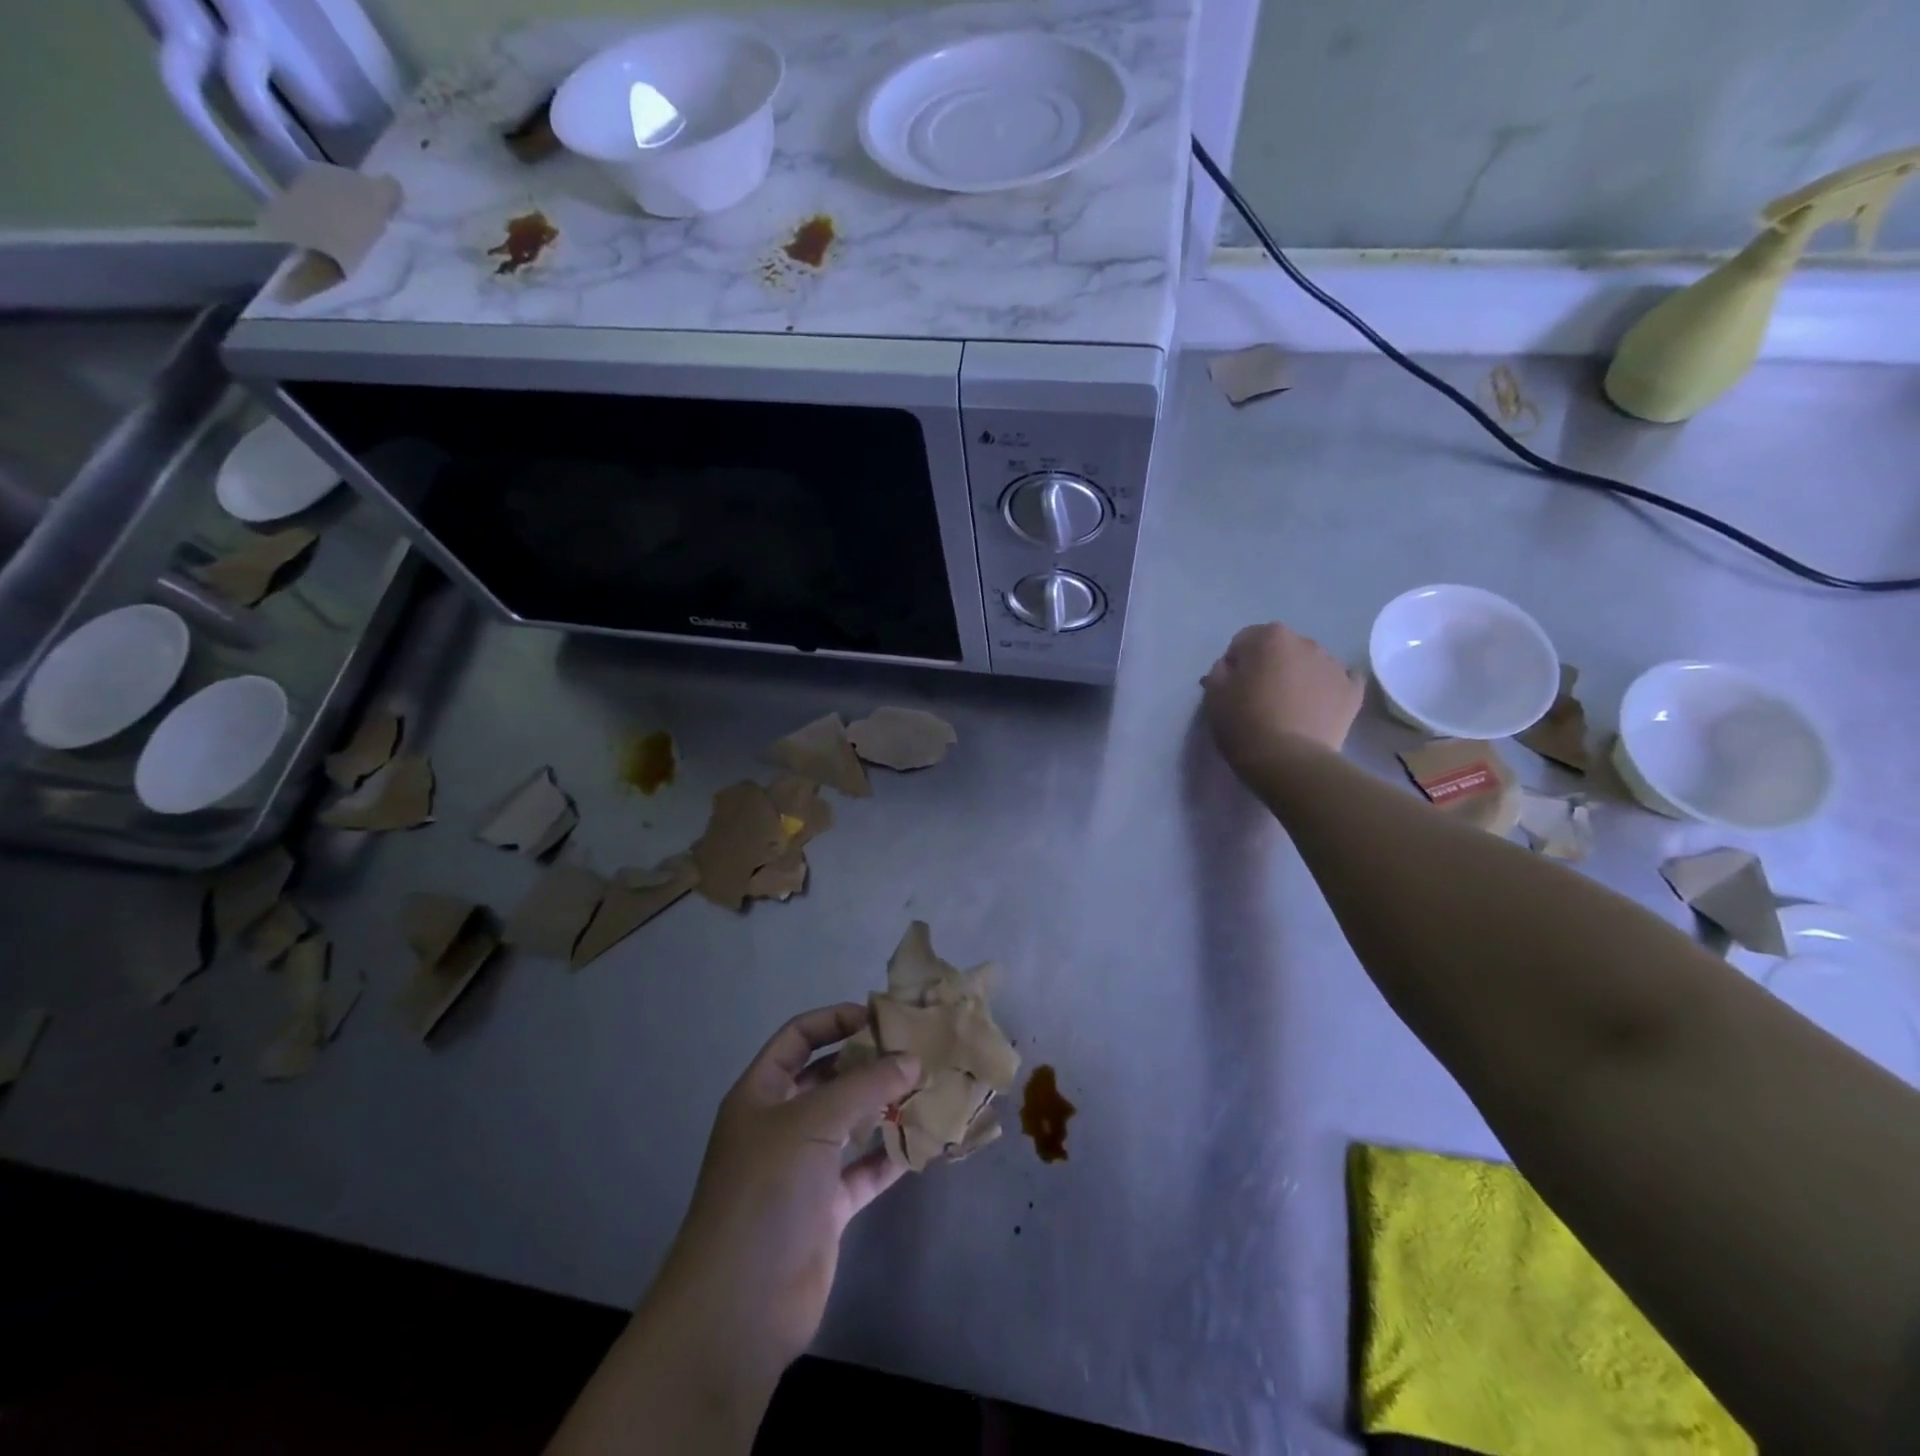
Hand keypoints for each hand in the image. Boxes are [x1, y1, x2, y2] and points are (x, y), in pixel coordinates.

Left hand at [646, 1005, 918, 1383]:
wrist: (741, 1304)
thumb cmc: (767, 1190)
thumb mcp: (813, 1121)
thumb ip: (866, 1085)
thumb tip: (913, 1060)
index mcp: (761, 1093)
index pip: (798, 1037)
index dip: (834, 1020)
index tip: (879, 1017)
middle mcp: (780, 1124)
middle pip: (827, 1078)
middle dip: (868, 1063)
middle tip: (916, 1051)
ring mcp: (802, 1168)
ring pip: (849, 1123)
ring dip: (884, 1107)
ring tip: (928, 1089)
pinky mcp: (825, 1208)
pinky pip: (863, 1170)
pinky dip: (890, 1155)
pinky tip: (925, 1141)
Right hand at [1202, 622, 1362, 777]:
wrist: (1289, 760)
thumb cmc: (1244, 723)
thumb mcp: (1213, 694)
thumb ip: (1219, 671)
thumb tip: (1231, 667)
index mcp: (1270, 637)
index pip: (1243, 641)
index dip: (1235, 665)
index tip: (1232, 689)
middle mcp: (1306, 642)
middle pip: (1280, 649)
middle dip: (1270, 666)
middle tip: (1260, 698)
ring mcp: (1334, 665)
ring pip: (1309, 664)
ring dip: (1298, 677)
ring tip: (1289, 709)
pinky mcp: (1353, 690)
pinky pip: (1340, 681)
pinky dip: (1328, 689)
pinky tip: (1317, 707)